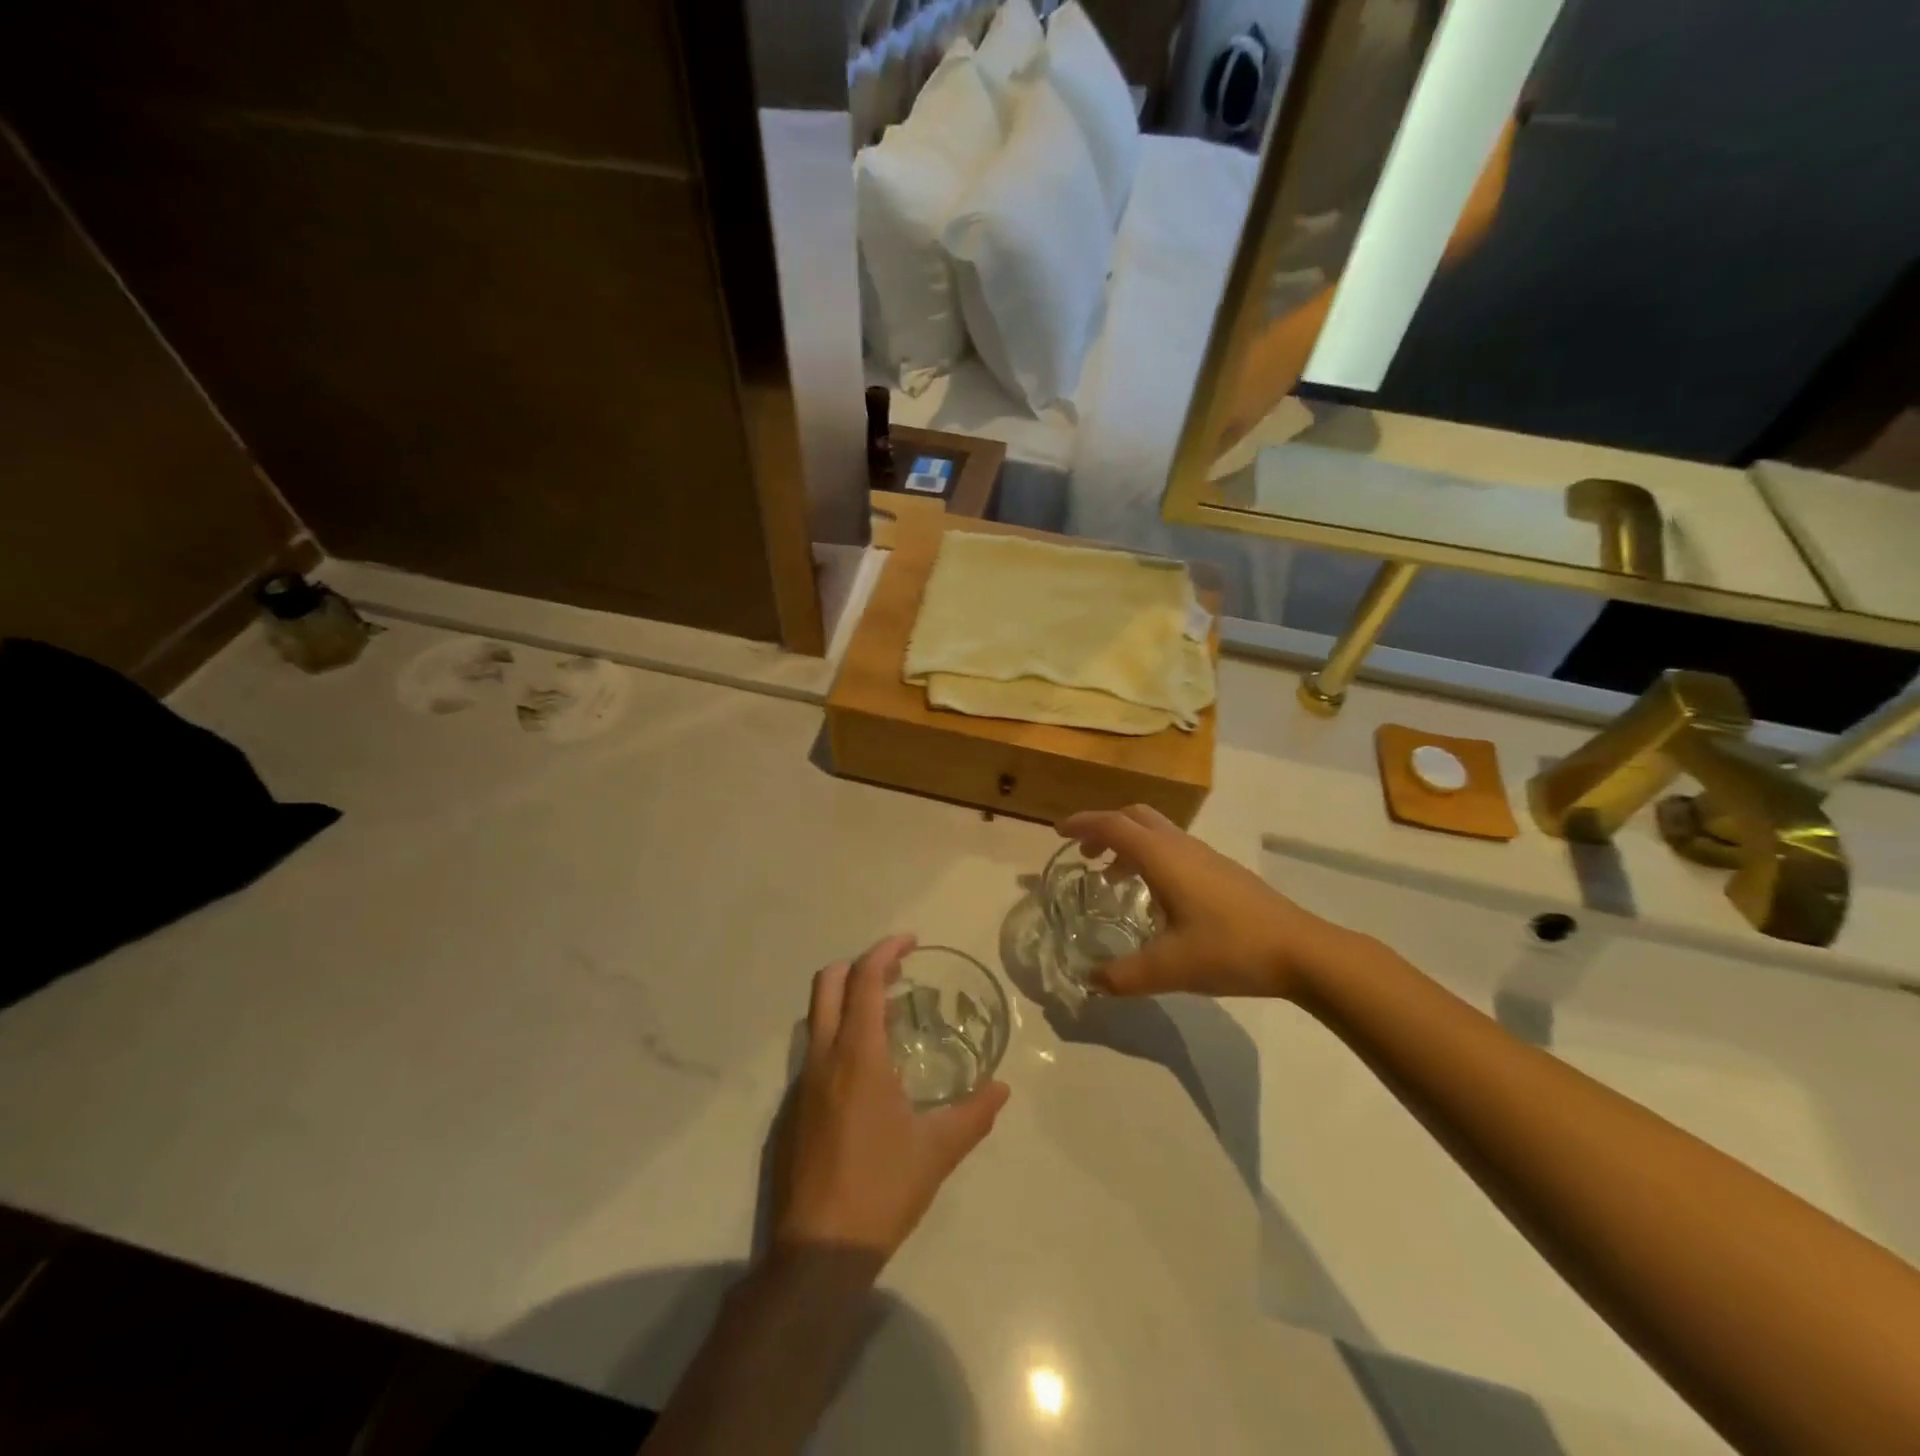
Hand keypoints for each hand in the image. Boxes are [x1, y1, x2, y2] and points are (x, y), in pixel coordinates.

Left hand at [772, 935, 1009, 1263]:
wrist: (818, 1252)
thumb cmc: (882, 1189)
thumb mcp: (938, 1151)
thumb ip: (974, 1114)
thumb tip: (1002, 1088)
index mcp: (857, 1055)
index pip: (863, 980)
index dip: (885, 951)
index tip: (911, 941)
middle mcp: (822, 1058)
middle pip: (828, 984)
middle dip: (859, 965)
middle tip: (896, 970)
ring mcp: (802, 1083)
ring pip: (817, 1016)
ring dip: (848, 999)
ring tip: (888, 1013)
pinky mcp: (793, 1108)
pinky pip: (814, 1049)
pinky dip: (839, 1034)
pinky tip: (868, 1067)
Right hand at [1057, 805, 1355, 1000]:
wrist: (1302, 951)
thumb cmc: (1230, 949)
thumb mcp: (1169, 968)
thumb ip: (1123, 976)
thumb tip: (1089, 982)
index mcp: (1163, 857)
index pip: (1113, 826)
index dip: (1083, 824)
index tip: (1057, 832)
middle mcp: (1182, 846)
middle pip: (1135, 817)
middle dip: (1104, 828)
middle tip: (1084, 853)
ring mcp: (1206, 856)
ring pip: (1158, 832)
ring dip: (1129, 844)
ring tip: (1112, 879)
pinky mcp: (1223, 871)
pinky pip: (1174, 848)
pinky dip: (1151, 857)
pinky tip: (1156, 897)